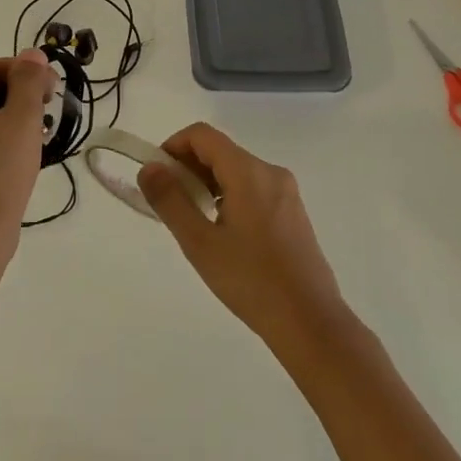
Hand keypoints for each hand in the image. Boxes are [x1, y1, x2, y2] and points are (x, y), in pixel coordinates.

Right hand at [138, 123, 349, 353]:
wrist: (312, 324)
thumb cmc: (252, 282)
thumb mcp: (200, 243)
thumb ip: (170, 200)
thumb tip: (149, 168)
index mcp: (248, 172)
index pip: (202, 135)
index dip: (173, 146)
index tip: (158, 176)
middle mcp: (270, 172)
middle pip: (220, 151)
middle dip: (189, 168)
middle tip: (170, 203)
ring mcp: (286, 192)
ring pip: (236, 171)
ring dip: (208, 184)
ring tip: (194, 222)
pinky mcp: (293, 213)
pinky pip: (253, 189)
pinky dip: (229, 196)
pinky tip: (223, 234)